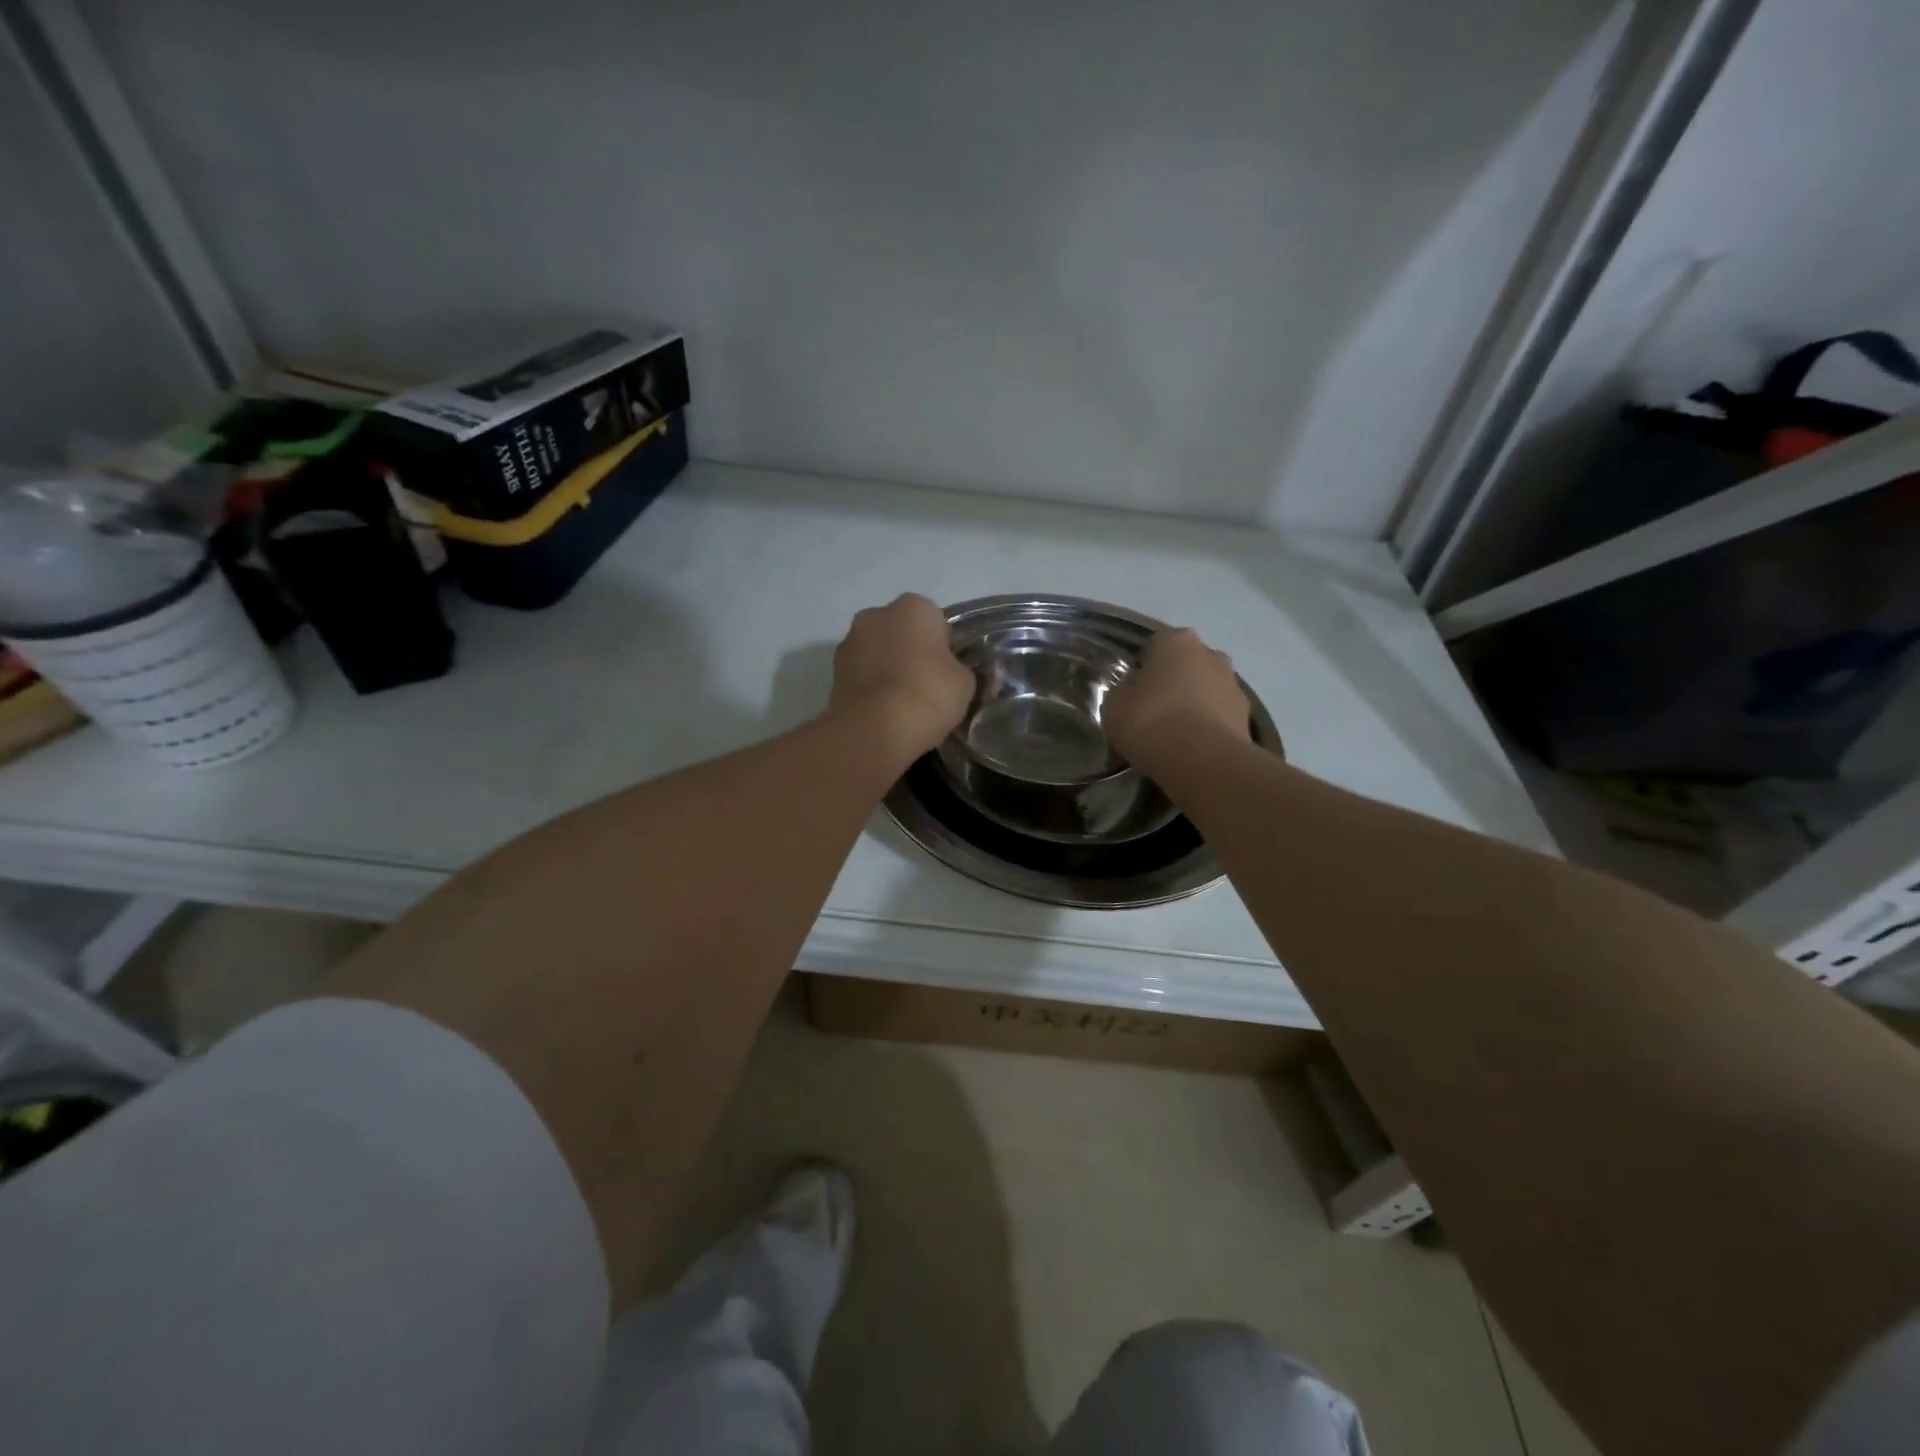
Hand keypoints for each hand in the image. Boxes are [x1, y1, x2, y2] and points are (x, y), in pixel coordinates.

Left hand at [830, 593, 974, 760]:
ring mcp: (849, 642)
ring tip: (901, 704)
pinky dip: (870, 687)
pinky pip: (861, 675)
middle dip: (910, 652)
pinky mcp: (833, 672)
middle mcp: (875, 614)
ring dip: (886, 668)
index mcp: (913, 606)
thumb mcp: (965, 682)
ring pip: (877, 652)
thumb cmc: (928, 694)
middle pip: (900, 631)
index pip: (934, 620)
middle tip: (925, 685)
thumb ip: (958, 668)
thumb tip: (950, 672)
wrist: (876, 729)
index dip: (943, 646)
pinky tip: (882, 712)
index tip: (947, 672)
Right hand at [1104, 628, 1255, 771]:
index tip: (1132, 692)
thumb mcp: (1113, 709)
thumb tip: (1127, 696)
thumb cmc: (1152, 723)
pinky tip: (1194, 747)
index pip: (1153, 646)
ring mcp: (1233, 682)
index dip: (1141, 669)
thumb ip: (1119, 695)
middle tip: (1153, 711)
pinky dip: (1209, 724)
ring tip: (1175, 733)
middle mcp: (1209, 652)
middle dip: (1172, 681)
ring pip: (1205, 687)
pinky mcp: (1247, 713)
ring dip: (1193, 702)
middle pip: (1185, 664)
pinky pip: (1220, 713)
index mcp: (1175, 641)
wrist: (1204, 761)